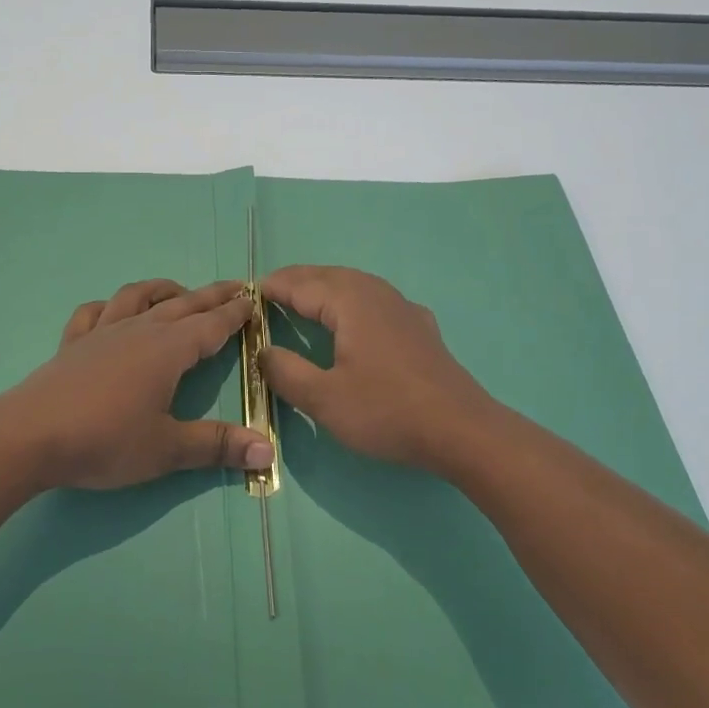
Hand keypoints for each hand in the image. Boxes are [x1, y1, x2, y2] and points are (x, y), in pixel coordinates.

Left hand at [0, 279, 275, 490]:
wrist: (30, 435)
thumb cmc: (105, 441)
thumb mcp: (167, 449)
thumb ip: (217, 446)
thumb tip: (268, 449)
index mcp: (168, 350)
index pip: (211, 325)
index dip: (235, 313)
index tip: (254, 299)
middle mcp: (138, 331)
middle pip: (182, 304)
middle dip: (211, 296)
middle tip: (236, 286)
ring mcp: (102, 333)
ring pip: (138, 297)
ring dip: (163, 290)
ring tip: (179, 291)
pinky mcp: (73, 343)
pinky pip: (94, 312)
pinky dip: (109, 305)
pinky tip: (112, 311)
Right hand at [259, 265, 497, 474]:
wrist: (461, 431)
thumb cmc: (387, 411)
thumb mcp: (324, 399)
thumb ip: (287, 372)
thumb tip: (263, 351)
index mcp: (350, 303)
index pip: (302, 285)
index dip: (273, 288)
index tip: (247, 292)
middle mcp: (377, 295)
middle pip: (329, 276)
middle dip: (298, 280)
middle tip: (270, 291)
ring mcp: (403, 309)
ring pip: (356, 284)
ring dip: (326, 286)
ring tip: (304, 298)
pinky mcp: (420, 328)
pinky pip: (376, 300)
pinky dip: (352, 299)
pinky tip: (357, 315)